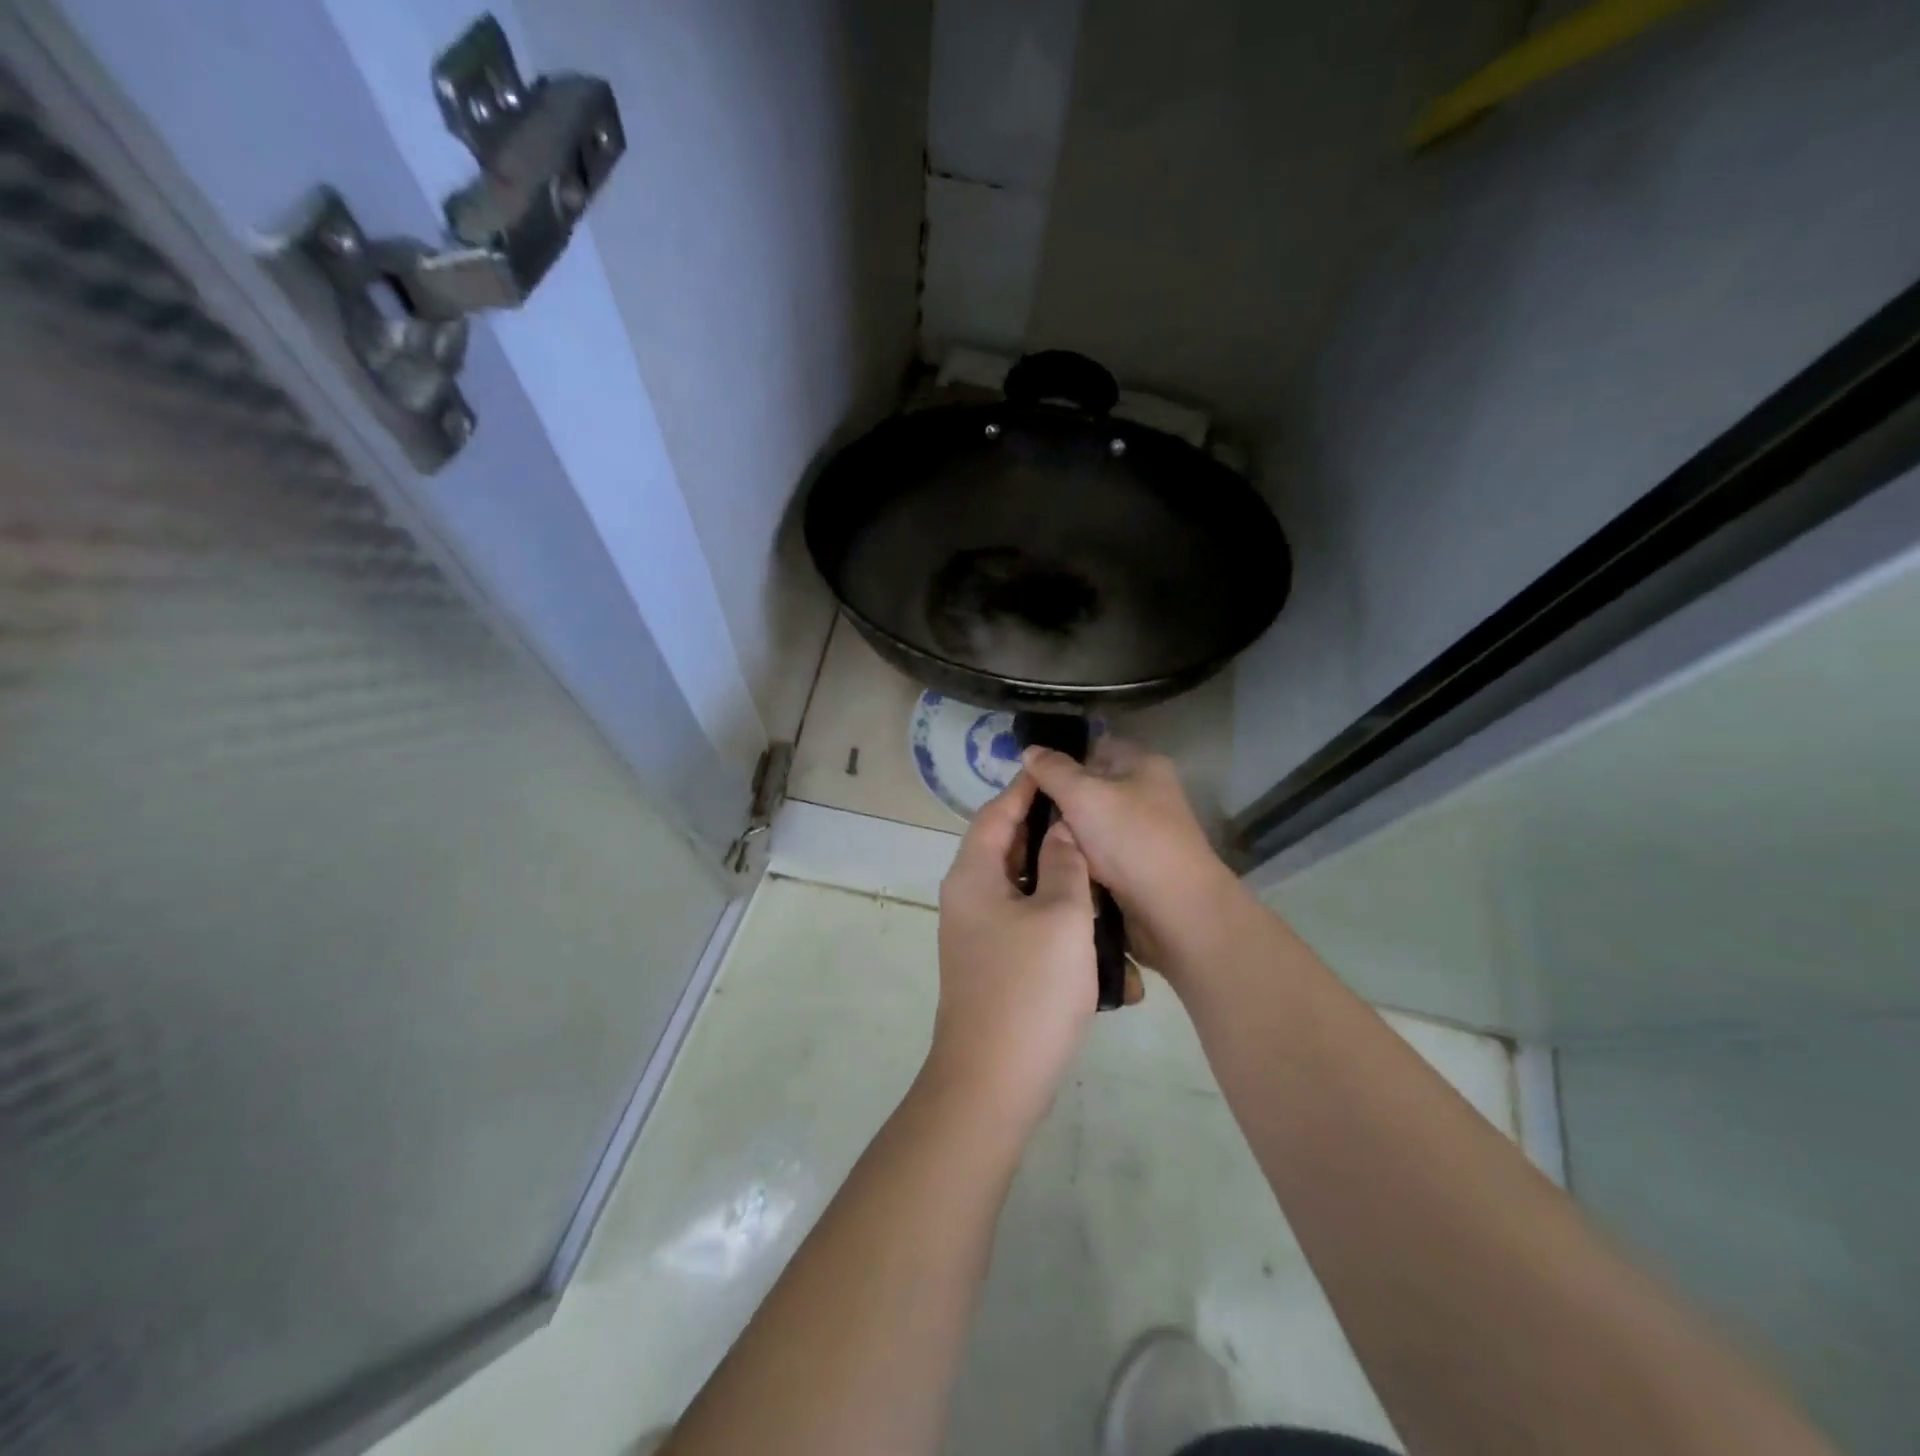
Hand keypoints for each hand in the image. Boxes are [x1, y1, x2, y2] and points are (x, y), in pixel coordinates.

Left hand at [927, 773, 1097, 1129]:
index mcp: (973, 874)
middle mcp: (967, 897)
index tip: (1060, 771)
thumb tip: (1063, 829)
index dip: (1028, 789)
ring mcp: (978, 933)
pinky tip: (1094, 929)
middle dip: (1051, 835)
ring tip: (1102, 872)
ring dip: (1061, 881)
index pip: (998, 812)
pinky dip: (1058, 918)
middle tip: (1094, 822)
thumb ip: (1065, 864)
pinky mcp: (994, 963)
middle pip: (1008, 847)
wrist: (992, 1083)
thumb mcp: (1062, 916)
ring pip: (1023, 887)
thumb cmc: (1029, 989)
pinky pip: (1027, 923)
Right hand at [1019, 739, 1243, 983]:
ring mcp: (1143, 833)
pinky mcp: (1137, 867)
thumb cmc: (1130, 839)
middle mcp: (1145, 794)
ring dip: (1066, 838)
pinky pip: (1098, 856)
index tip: (1027, 781)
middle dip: (1058, 805)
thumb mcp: (1083, 794)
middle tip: (1024, 819)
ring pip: (1089, 827)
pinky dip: (1080, 862)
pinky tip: (1057, 869)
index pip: (1093, 748)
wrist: (1175, 910)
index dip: (1060, 762)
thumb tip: (1030, 750)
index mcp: (1142, 764)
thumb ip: (1052, 770)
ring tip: (1033, 848)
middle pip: (1089, 790)